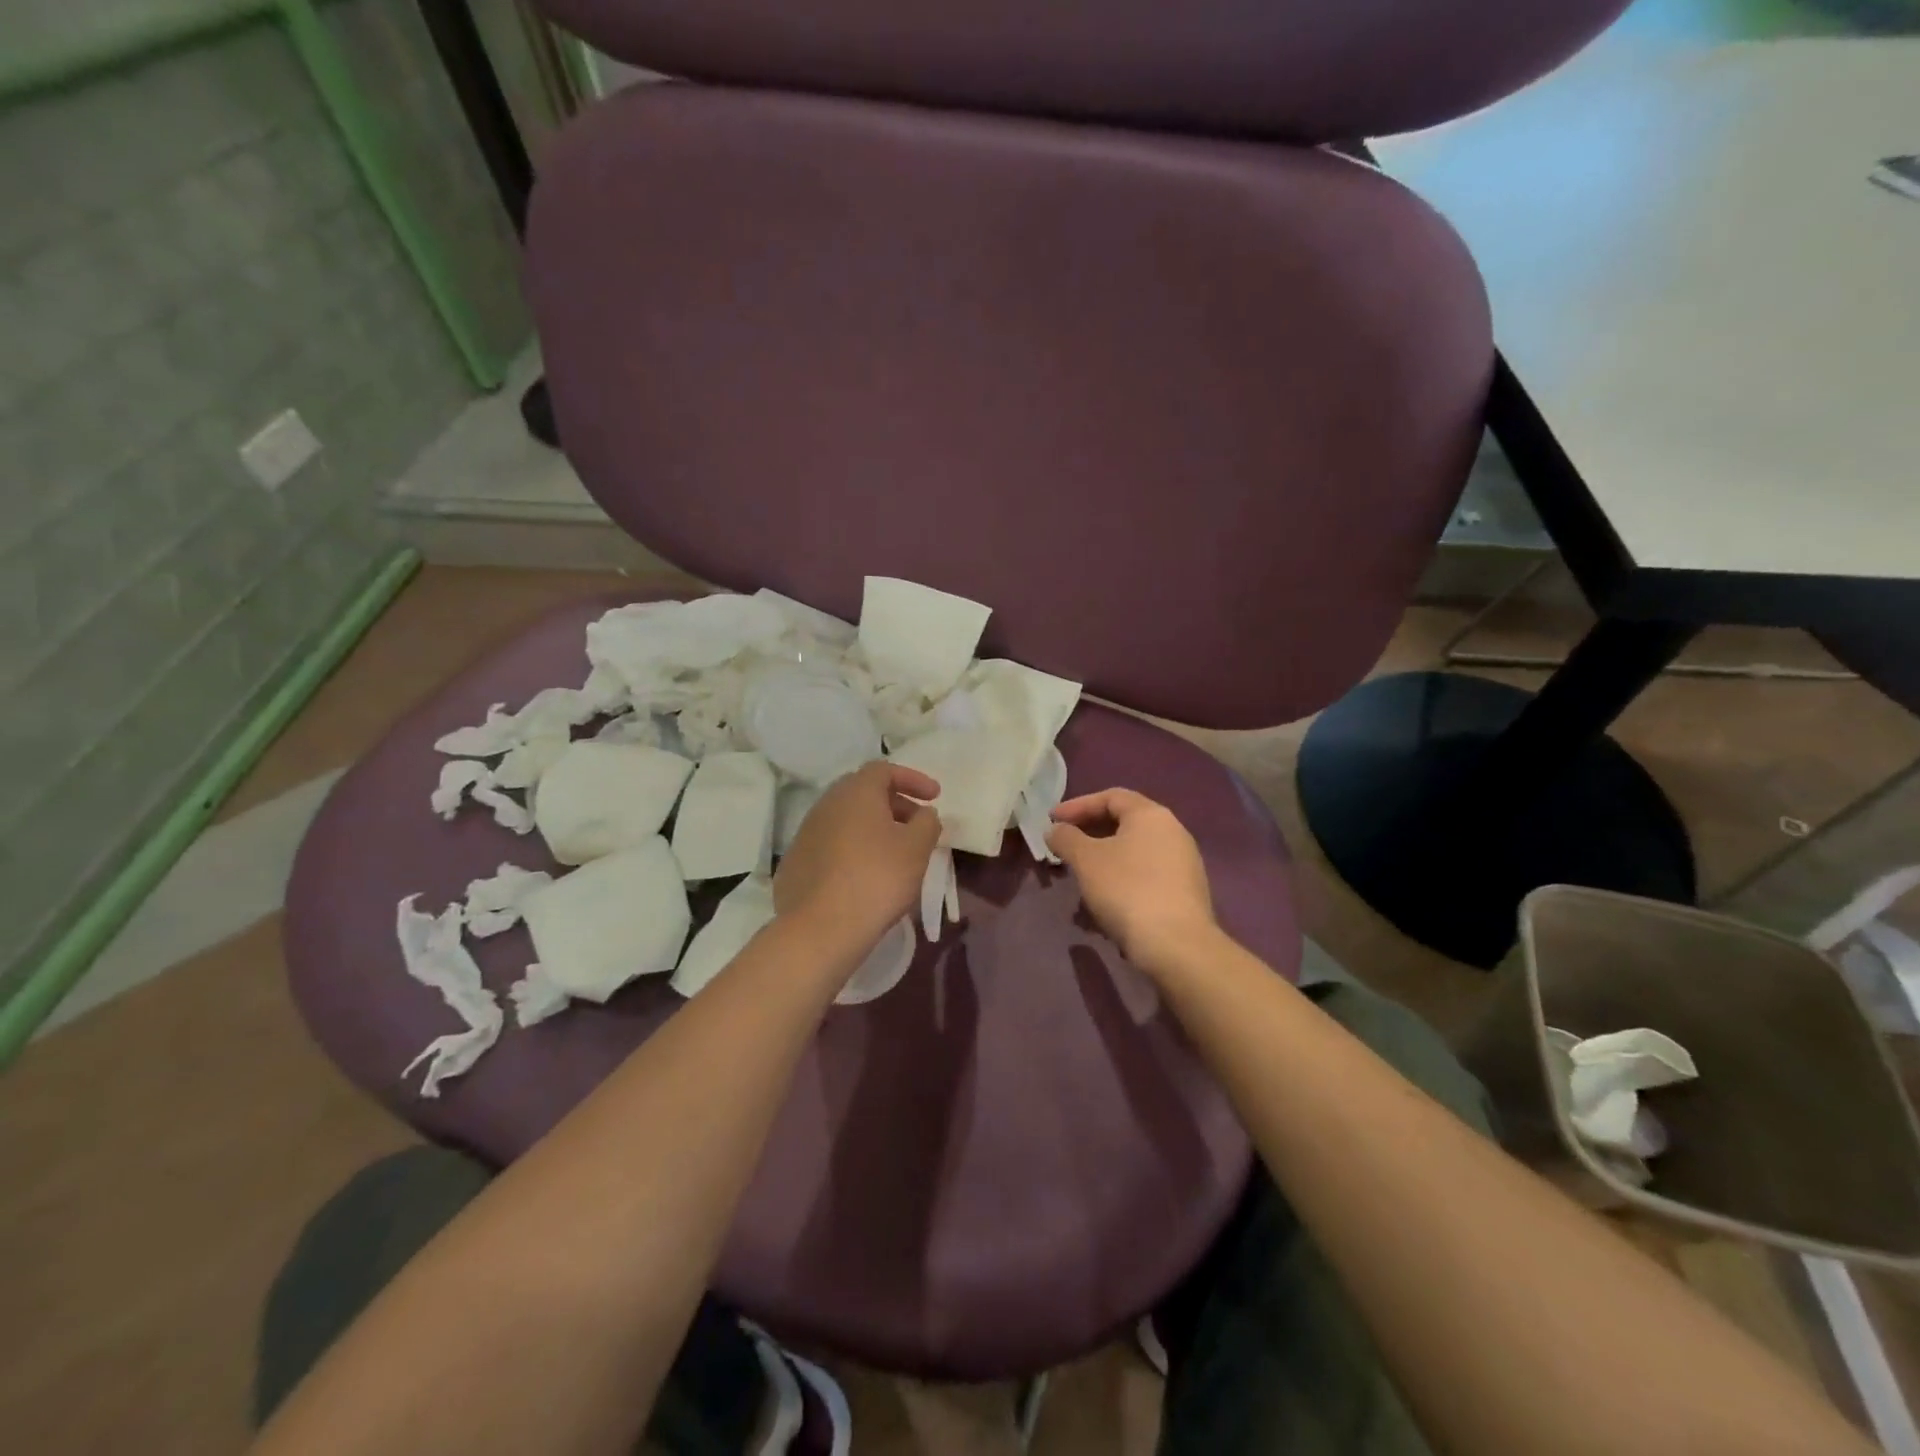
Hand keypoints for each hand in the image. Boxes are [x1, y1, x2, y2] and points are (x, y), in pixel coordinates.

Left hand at [775, 761, 940, 956]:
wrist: (819, 928)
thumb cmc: (876, 878)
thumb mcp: (916, 849)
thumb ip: (926, 823)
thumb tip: (924, 813)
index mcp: (855, 792)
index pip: (884, 770)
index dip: (912, 779)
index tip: (935, 797)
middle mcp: (826, 804)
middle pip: (863, 792)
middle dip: (894, 803)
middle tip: (916, 824)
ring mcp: (806, 833)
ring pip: (845, 819)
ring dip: (872, 828)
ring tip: (894, 852)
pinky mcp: (795, 862)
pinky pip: (831, 845)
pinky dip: (852, 849)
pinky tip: (865, 874)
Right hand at [1047, 788, 1217, 976]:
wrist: (1176, 945)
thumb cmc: (1127, 890)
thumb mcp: (1086, 860)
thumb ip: (1066, 838)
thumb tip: (1055, 830)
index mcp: (1151, 815)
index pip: (1111, 797)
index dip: (1077, 805)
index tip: (1051, 820)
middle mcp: (1173, 832)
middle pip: (1124, 823)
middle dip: (1089, 833)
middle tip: (1064, 846)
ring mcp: (1183, 863)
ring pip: (1134, 852)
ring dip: (1103, 859)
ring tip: (1080, 876)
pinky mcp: (1185, 892)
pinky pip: (1145, 875)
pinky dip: (1121, 879)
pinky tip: (1104, 900)